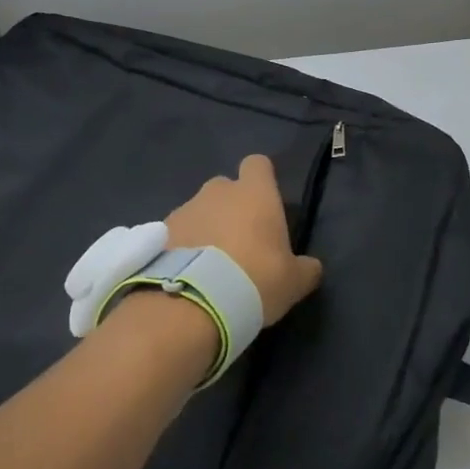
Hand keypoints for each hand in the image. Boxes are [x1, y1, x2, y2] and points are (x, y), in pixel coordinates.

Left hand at [166, 155, 322, 325]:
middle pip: (226, 188)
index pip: (258, 164)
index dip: (262, 180)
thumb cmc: (254, 280)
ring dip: (205, 229)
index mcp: (255, 193)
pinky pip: (177, 233)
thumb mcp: (294, 281)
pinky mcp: (158, 232)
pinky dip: (182, 248)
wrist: (191, 304)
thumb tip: (310, 266)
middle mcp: (217, 192)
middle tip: (240, 244)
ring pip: (199, 211)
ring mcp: (184, 209)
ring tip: (210, 267)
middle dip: (231, 208)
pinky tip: (188, 276)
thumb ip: (305, 268)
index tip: (266, 205)